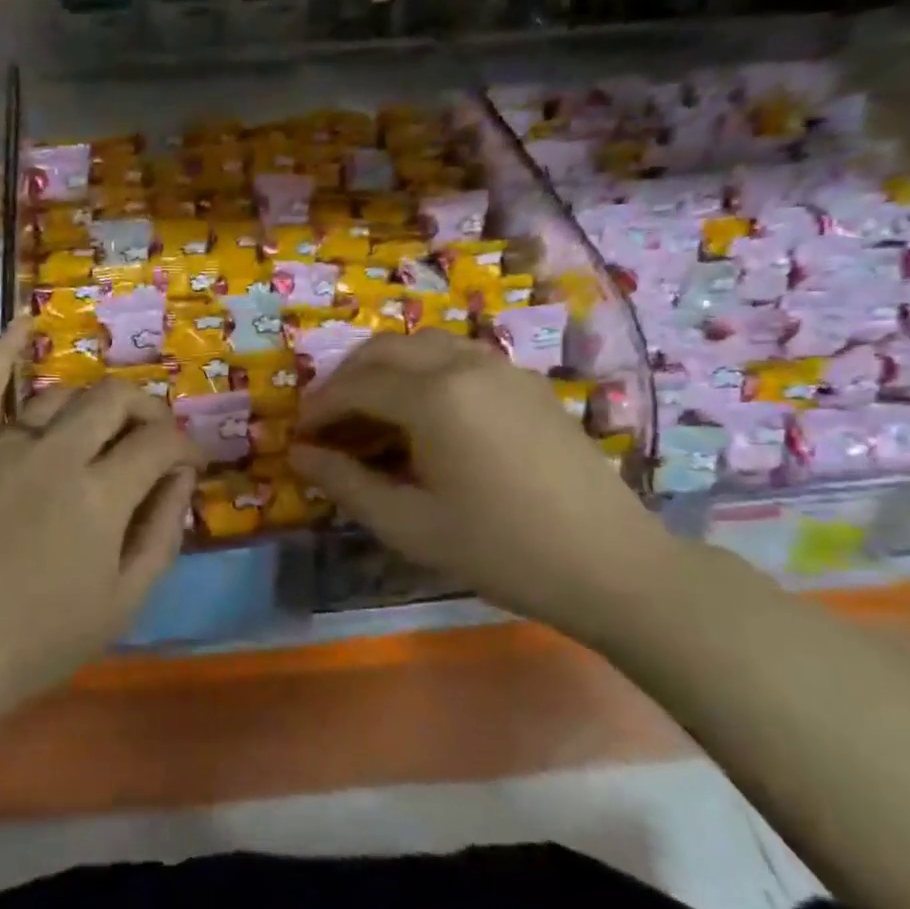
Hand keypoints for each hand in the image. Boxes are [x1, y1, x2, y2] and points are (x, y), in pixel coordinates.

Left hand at [0, 320, 202, 708]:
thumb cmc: (42, 641)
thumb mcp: (126, 601)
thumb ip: (163, 532)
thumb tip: (181, 477)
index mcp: (100, 497)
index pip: (159, 443)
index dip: (184, 447)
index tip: (187, 465)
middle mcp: (55, 457)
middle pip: (114, 401)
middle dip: (148, 410)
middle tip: (154, 437)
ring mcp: (2, 449)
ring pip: (61, 396)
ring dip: (94, 403)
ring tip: (104, 426)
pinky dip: (4, 352)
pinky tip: (25, 323)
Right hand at [289, 332, 675, 630]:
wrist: (610, 564)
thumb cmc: (499, 549)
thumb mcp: (408, 525)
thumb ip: (345, 483)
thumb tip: (299, 454)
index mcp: (434, 396)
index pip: (355, 386)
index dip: (319, 409)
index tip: (299, 437)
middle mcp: (465, 364)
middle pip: (385, 349)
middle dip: (345, 379)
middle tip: (327, 420)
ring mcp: (503, 368)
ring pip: (424, 345)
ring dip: (385, 369)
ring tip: (370, 413)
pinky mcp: (527, 383)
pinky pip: (459, 357)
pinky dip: (424, 371)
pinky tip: (424, 416)